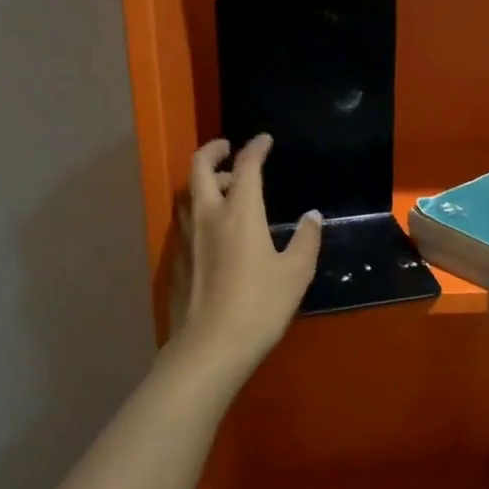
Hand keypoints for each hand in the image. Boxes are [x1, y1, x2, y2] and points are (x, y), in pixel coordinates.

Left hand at [167, 135, 320, 384]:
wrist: (210, 348)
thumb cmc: (260, 305)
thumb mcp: (296, 272)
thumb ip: (306, 239)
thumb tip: (311, 217)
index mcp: (240, 212)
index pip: (246, 166)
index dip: (256, 148)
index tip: (264, 140)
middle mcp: (208, 215)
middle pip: (200, 168)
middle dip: (213, 150)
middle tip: (228, 148)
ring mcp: (187, 238)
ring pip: (188, 194)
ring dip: (203, 181)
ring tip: (223, 188)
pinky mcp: (176, 260)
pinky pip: (185, 221)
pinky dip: (198, 210)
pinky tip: (212, 230)